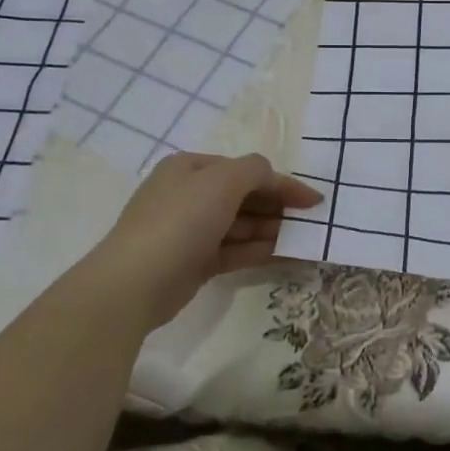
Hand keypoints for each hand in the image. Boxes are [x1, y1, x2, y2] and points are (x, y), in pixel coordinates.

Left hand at [74, 153, 321, 332]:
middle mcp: (189, 194)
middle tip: (311, 222)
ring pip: (242, 225)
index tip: (315, 200)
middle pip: (245, 196)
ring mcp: (191, 230)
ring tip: (305, 241)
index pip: (246, 170)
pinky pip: (236, 250)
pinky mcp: (195, 261)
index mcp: (191, 168)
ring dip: (273, 230)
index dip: (282, 183)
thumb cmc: (181, 221)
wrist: (135, 283)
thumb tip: (273, 177)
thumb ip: (256, 171)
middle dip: (278, 208)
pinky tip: (288, 256)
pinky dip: (261, 251)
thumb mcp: (223, 181)